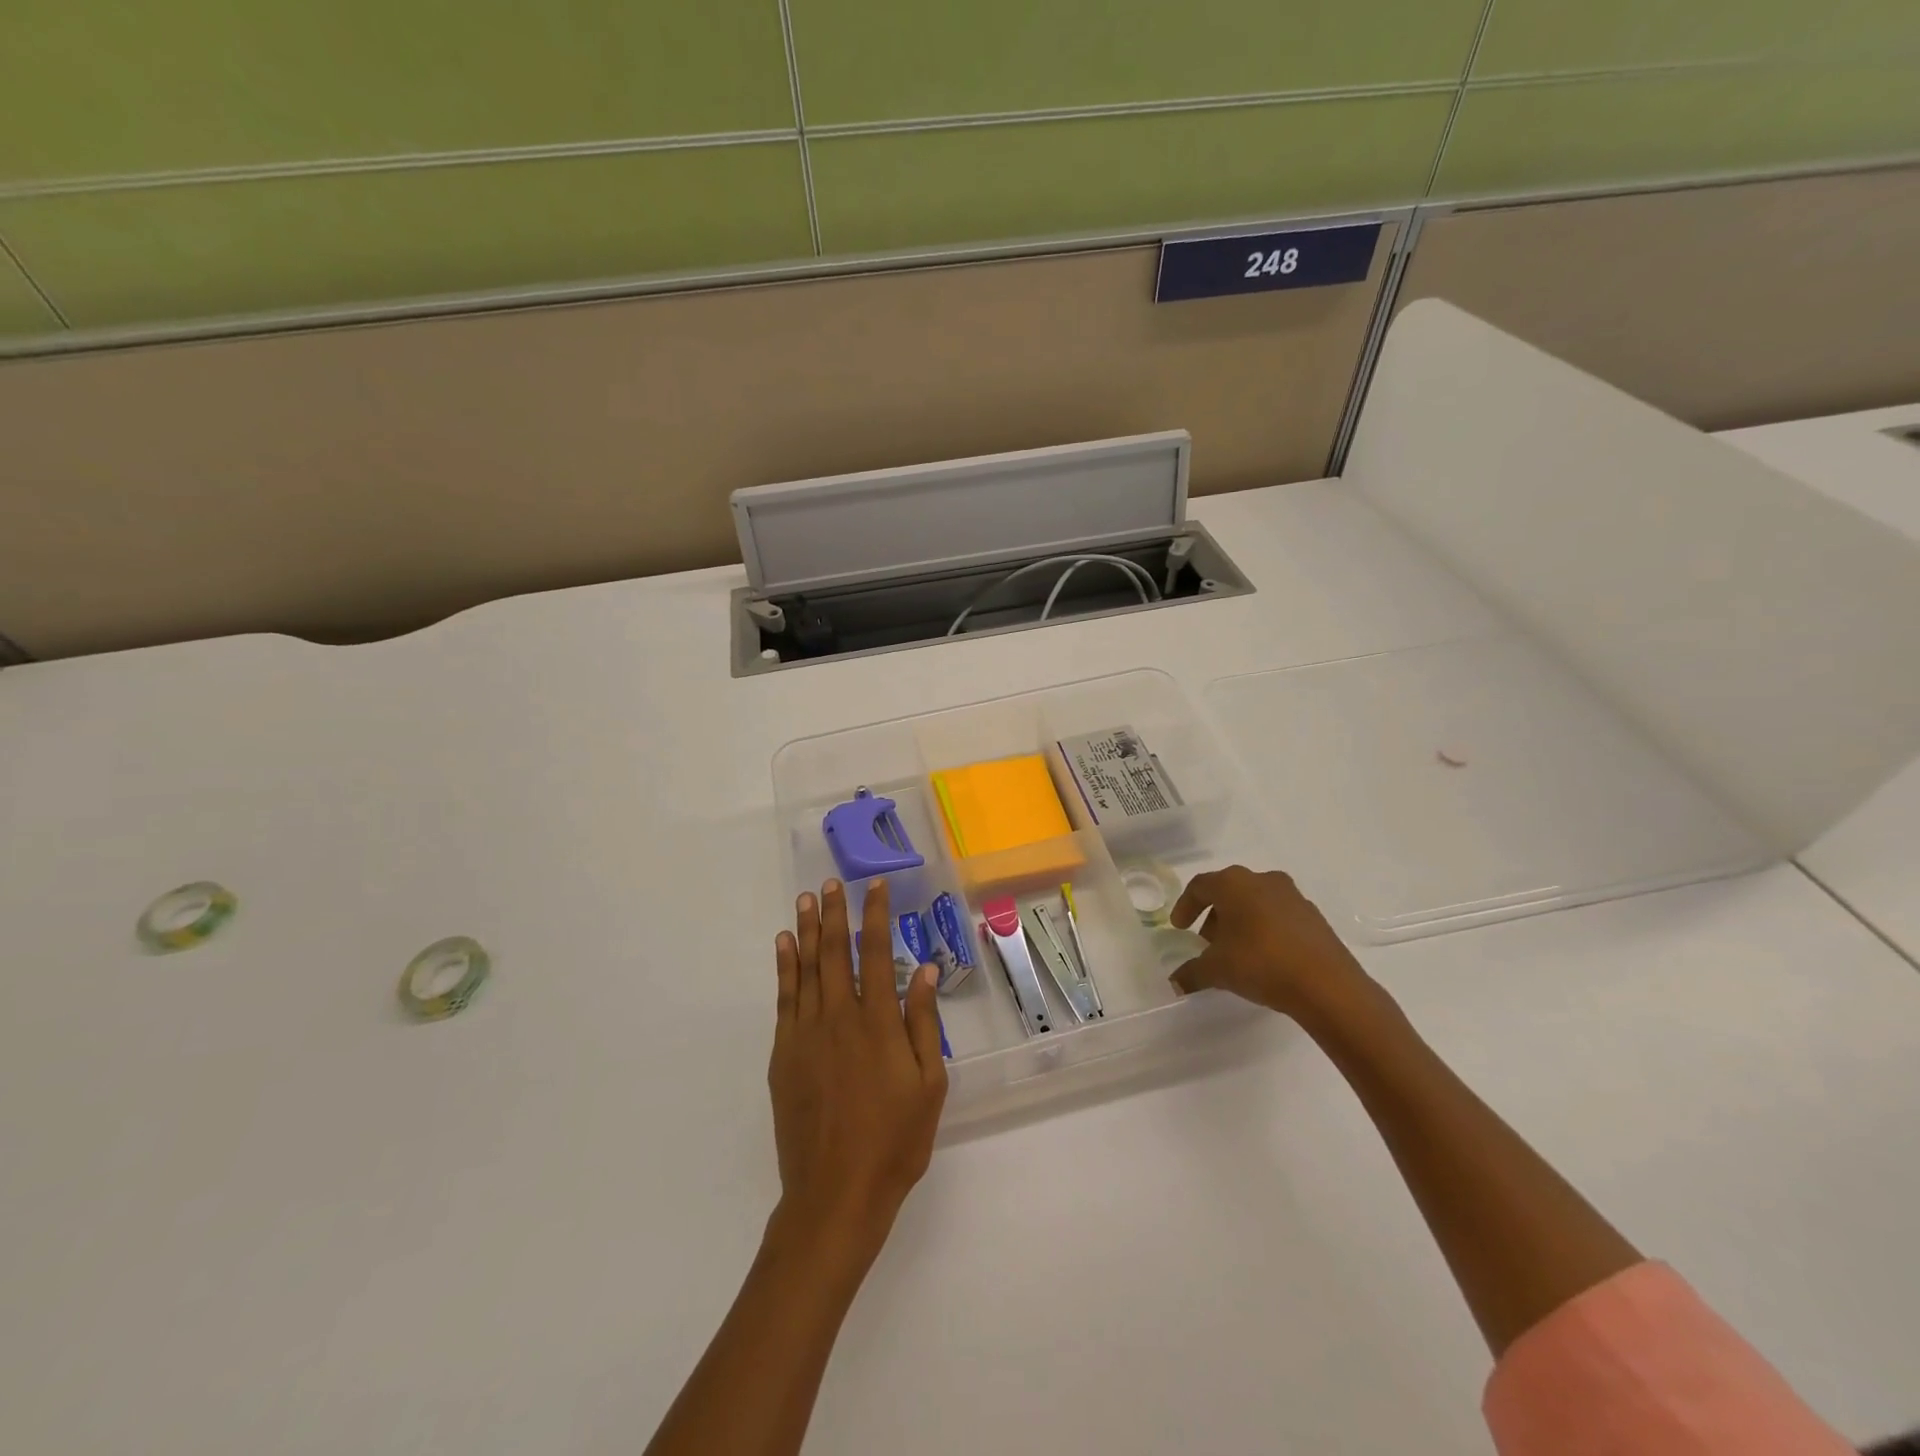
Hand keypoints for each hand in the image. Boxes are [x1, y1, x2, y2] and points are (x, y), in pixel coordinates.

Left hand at [767, 878, 946, 1269]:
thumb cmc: (894, 1141)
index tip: (875, 887)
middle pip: (835, 952)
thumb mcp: (929, 1085)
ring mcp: (805, 1034)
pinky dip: (784, 968)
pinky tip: (784, 946)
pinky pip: (783, 999)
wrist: (835, 1194)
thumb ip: (923, 1024)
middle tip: (831, 883)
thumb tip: (923, 970)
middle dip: (835, 913)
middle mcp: (839, 1017)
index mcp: (878, 1022)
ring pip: (807, 969)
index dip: (876, 915)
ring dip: (807, 930)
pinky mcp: (783, 1054)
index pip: (876, 953)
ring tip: (806, 900)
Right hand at [1169, 865, 1372, 1022]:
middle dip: (1214, 915)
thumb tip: (1175, 982)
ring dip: (1240, 921)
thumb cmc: (1261, 963)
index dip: (1185, 906)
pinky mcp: (1313, 916)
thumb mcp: (1217, 970)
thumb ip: (1191, 972)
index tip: (1180, 928)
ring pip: (1255, 901)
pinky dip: (1264, 928)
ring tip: (1235, 951)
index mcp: (1233, 883)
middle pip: (1228, 891)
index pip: (1200, 886)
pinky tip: (1264, 956)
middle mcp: (1262, 880)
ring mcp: (1292, 896)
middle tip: (1206, 941)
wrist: (1327, 985)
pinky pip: (1278, 915)